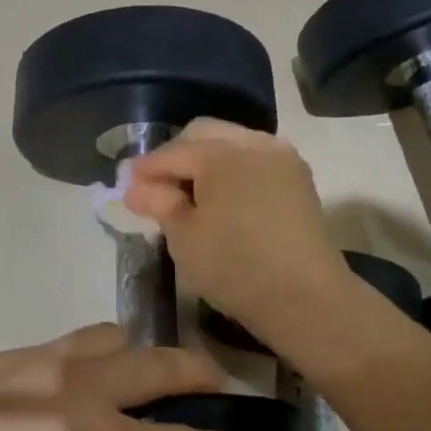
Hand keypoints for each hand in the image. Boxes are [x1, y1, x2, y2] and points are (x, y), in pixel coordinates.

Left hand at [0, 325, 255, 430]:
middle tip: (213, 384)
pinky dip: (87, 358)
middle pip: (158, 366)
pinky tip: (70, 388)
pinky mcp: (2, 357)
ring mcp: (38, 363)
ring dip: (138, 354)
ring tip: (138, 378)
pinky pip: (63, 344)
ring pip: (110, 337)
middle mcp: (79, 389)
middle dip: (197, 373)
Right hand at [123, 119, 352, 335]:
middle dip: (176, 155)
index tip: (125, 184)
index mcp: (222, 153)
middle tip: (156, 186)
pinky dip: (232, 170)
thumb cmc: (234, 266)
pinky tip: (221, 197)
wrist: (305, 297)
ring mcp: (281, 158)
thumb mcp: (184, 237)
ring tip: (188, 192)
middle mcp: (253, 143)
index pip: (172, 152)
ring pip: (232, 142)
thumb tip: (137, 188)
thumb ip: (159, 204)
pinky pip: (254, 159)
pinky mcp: (297, 179)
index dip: (145, 168)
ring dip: (206, 159)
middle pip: (204, 134)